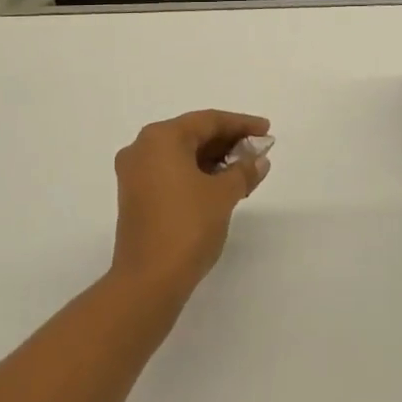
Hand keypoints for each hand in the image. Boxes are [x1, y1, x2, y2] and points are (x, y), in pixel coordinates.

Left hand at [110, 109, 271, 302]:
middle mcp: (142, 148)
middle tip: (259, 150)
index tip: (266, 130)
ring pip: (182, 155)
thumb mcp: (223, 195)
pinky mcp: (136, 196)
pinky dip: (198, 174)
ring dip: (214, 160)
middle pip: (193, 135)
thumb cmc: (187, 227)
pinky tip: (223, 185)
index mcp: (160, 138)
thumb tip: (259, 159)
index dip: (241, 124)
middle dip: (228, 142)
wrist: (148, 281)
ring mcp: (135, 173)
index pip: (207, 121)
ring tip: (247, 169)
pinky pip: (172, 172)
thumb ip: (244, 171)